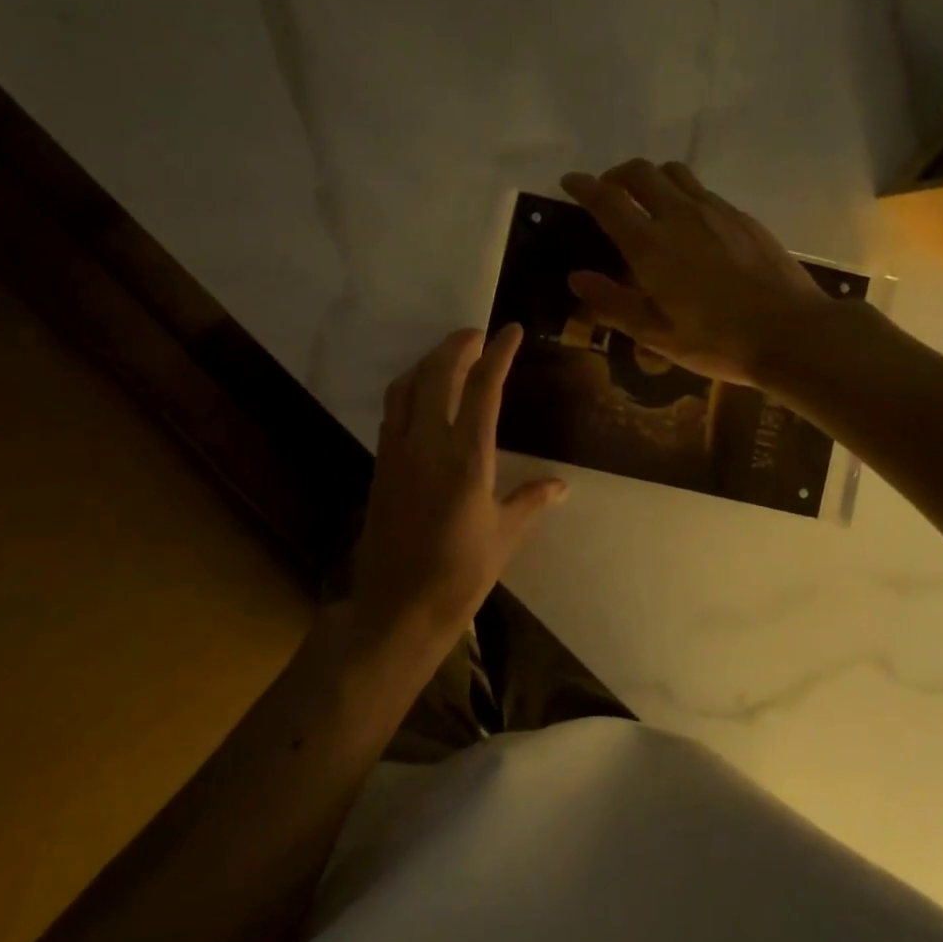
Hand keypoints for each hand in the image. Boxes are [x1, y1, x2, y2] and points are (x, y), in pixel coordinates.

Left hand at [348, 325, 566, 654]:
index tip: (510, 331)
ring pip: (407, 386)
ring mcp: (398, 453)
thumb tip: (561, 485)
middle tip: (478, 334)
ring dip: (428, 361)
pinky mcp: (381, 466)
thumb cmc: (458, 577)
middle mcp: (427, 445)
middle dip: (457, 344)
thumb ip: (531, 501)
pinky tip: (423, 395)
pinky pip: (393, 410)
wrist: (395, 611)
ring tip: (450, 355)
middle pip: (437, 374)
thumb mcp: (504, 538)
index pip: (483, 389)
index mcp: (466, 460)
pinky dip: (410, 387)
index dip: (497, 353)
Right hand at [559, 160, 831, 388]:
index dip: (583, 186)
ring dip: (651, 178)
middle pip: (640, 172)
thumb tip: (576, 278)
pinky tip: (690, 225)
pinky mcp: (742, 217)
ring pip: (675, 173)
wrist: (792, 332)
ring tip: (647, 202)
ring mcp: (715, 211)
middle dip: (616, 174)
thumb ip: (612, 303)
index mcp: (650, 245)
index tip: (569, 181)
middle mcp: (679, 215)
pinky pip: (702, 191)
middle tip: (608, 193)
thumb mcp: (656, 334)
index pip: (607, 200)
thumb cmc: (717, 340)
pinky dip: (683, 195)